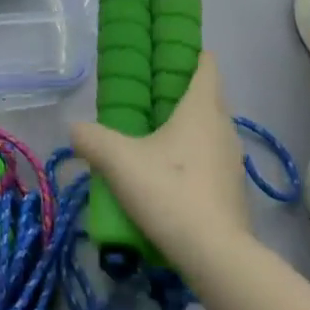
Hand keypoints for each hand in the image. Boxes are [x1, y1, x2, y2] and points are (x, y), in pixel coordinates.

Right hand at [71, 51, 250, 265]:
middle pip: (210, 97)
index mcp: (201, 108)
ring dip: (191, 127)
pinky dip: (196, 158)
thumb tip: (75, 128)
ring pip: (212, 131)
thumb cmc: (168, 191)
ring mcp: (233, 163)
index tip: (169, 52)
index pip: (206, 65)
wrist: (215, 257)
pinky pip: (213, 161)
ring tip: (157, 136)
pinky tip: (171, 176)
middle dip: (185, 91)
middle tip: (151, 95)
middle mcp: (224, 128)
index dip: (192, 53)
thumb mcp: (117, 160)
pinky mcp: (235, 193)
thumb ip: (91, 139)